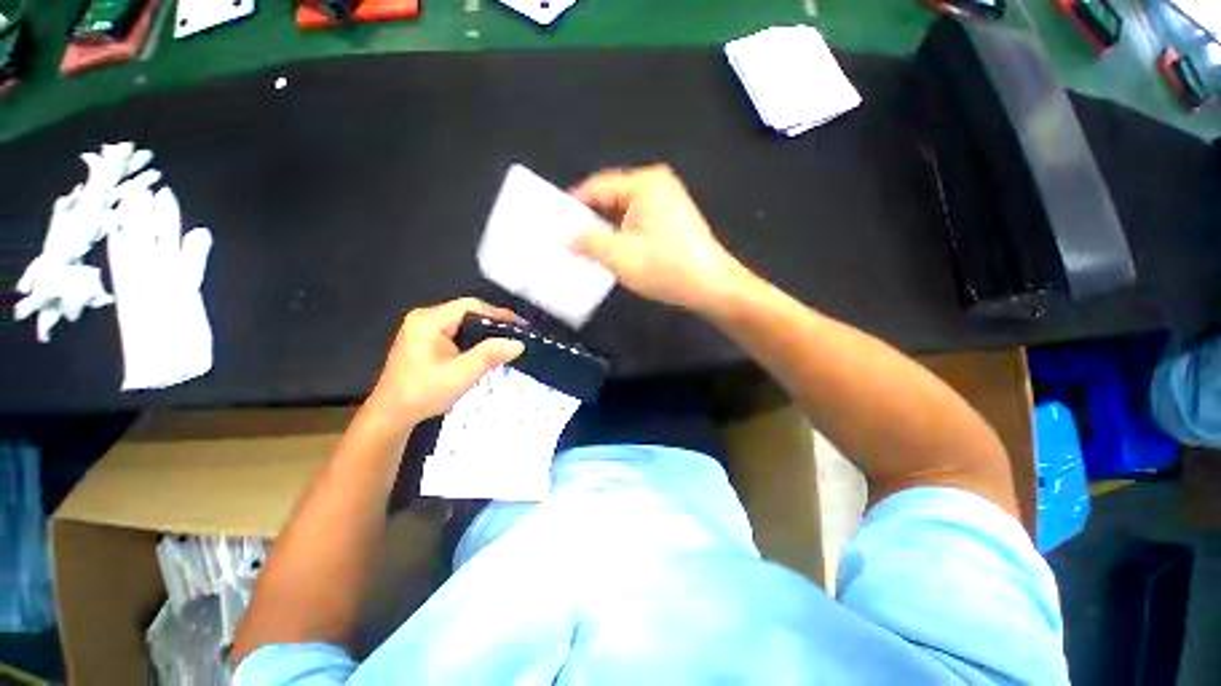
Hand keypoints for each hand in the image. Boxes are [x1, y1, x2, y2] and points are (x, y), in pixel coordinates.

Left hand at [367, 298, 525, 426]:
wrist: (392, 415)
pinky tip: (486, 349)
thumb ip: (490, 355)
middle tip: (516, 335)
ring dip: (485, 332)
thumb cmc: (422, 393)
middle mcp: (425, 318)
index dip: (498, 314)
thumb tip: (517, 343)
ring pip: (464, 322)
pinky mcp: (426, 339)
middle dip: (494, 323)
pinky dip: (474, 339)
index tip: (520, 326)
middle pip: (468, 312)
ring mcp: (424, 328)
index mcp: (429, 320)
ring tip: (506, 342)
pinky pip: (457, 332)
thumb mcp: (461, 374)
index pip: (471, 306)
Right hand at [570, 165, 752, 313]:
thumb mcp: (619, 255)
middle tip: (566, 238)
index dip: (574, 205)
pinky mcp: (672, 223)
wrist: (711, 287)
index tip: (554, 223)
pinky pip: (637, 224)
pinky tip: (610, 253)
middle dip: (589, 220)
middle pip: (611, 199)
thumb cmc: (665, 267)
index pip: (598, 187)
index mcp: (644, 183)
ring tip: (583, 249)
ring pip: (624, 214)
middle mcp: (657, 186)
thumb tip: (566, 238)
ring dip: (605, 231)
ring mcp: (667, 204)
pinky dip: (622, 237)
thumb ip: (587, 242)